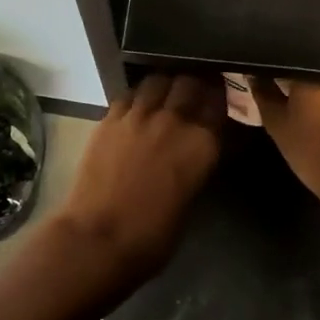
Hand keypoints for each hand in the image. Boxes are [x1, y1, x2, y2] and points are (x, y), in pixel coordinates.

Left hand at [42, 72, 225, 295]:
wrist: (99, 238)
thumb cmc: (153, 235)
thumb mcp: (191, 198)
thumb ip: (198, 162)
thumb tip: (199, 147)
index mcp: (203, 143)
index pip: (219, 102)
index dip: (220, 99)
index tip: (218, 101)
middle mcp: (175, 120)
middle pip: (190, 82)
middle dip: (195, 85)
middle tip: (194, 94)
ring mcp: (139, 115)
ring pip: (158, 80)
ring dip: (166, 85)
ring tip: (165, 95)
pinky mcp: (110, 118)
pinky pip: (129, 94)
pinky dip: (137, 96)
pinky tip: (137, 107)